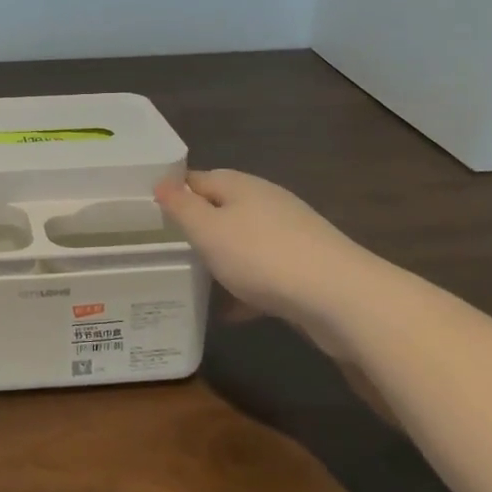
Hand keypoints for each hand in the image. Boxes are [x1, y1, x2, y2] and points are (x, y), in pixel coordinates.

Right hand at [155, 169, 376, 328]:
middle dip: (198, 226)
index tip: (149, 212)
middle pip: (223, 208)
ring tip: (195, 278)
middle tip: (168, 247)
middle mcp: (266, 202)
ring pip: (244, 240)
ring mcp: (290, 234)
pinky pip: (264, 271)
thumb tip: (161, 182)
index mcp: (241, 185)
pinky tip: (231, 312)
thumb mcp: (208, 230)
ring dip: (222, 257)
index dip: (174, 192)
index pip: (197, 178)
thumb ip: (182, 207)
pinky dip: (246, 287)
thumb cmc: (262, 256)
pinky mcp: (305, 266)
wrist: (341, 298)